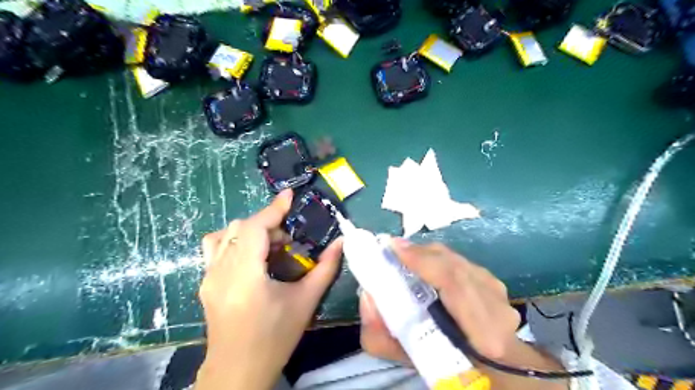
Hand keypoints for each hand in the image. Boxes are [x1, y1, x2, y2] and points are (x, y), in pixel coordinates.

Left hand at [195, 189, 340, 389]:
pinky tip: (251, 257)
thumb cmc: (275, 338)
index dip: (273, 208)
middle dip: (267, 225)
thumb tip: (341, 243)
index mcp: (245, 275)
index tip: (289, 195)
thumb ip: (326, 269)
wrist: (238, 371)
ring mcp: (208, 276)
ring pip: (225, 235)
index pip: (255, 228)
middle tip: (288, 243)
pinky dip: (235, 241)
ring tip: (269, 249)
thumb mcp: (305, 302)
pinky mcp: (204, 282)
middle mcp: (220, 271)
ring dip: (251, 232)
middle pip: (241, 227)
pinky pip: (215, 248)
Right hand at [361, 243, 566, 387]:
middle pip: (455, 266)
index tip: (394, 248)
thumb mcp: (407, 359)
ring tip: (406, 253)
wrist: (487, 367)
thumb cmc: (446, 367)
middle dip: (420, 253)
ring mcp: (499, 294)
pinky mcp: (496, 285)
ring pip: (458, 261)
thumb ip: (380, 335)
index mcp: (482, 333)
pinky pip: (462, 263)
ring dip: (428, 254)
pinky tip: (425, 262)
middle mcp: (497, 308)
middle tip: (392, 248)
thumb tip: (367, 296)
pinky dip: (439, 259)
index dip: (424, 261)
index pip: (455, 284)